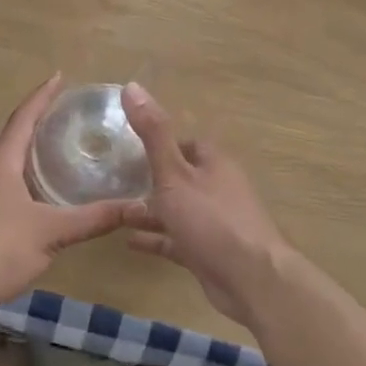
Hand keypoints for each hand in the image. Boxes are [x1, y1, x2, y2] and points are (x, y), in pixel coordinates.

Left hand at [0, 75, 138, 314]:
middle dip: (29, 117)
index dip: (42, 96)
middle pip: (6, 132)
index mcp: (1, 163)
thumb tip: (138, 206)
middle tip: (56, 111)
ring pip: (0, 157)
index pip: (23, 118)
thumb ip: (93, 218)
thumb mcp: (51, 232)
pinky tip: (34, 191)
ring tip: (48, 145)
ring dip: (21, 144)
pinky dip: (18, 172)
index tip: (59, 76)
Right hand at [120, 83, 289, 328]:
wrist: (251, 280)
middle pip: (181, 176)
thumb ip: (153, 133)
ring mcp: (215, 222)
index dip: (159, 142)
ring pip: (177, 209)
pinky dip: (156, 238)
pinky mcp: (209, 252)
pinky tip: (128, 241)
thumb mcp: (174, 173)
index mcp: (214, 163)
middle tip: (113, 179)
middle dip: (151, 178)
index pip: (185, 143)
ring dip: (150, 210)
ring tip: (114, 210)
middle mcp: (217, 188)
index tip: (127, 146)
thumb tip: (132, 86)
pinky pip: (177, 239)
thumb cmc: (211, 219)